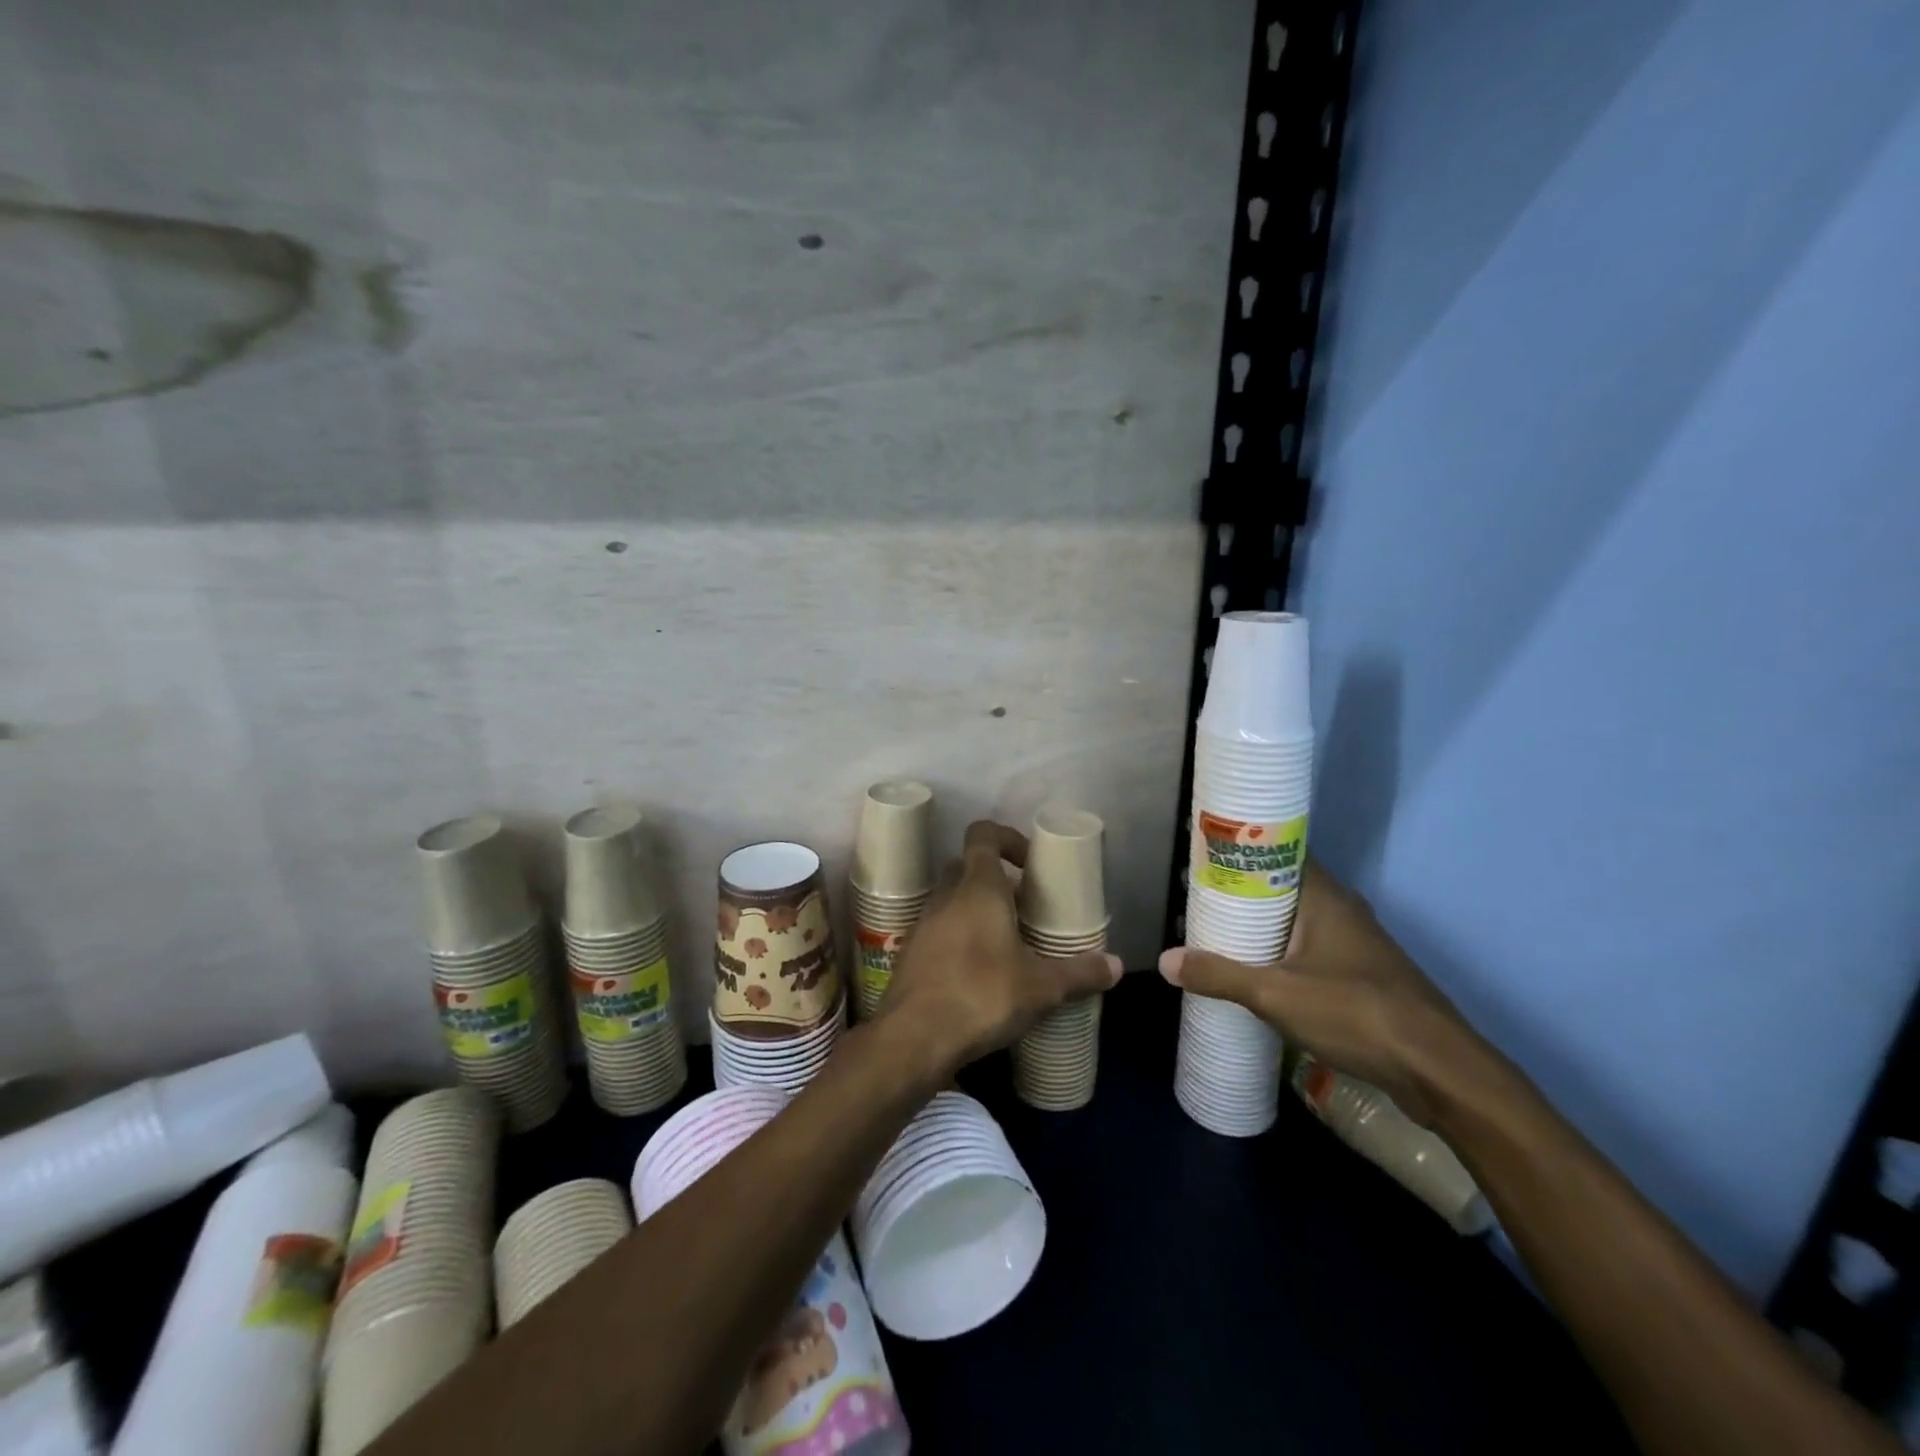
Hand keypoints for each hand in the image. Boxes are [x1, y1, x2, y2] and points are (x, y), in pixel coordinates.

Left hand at [877, 820, 1121, 1073]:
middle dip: (996, 880)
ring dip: (976, 910)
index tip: (1030, 863)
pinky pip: (938, 930)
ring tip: (1006, 942)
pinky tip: (979, 972)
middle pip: (967, 867)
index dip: (1007, 838)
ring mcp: (923, 923)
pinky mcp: (910, 952)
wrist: (914, 1037)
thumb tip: (1116, 966)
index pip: (983, 834)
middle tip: (1024, 908)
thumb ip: (1080, 973)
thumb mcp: (1042, 987)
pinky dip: (958, 938)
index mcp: (978, 887)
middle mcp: (946, 895)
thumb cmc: (982, 994)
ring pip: (951, 899)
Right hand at [1160, 860, 1484, 1124]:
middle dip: (1242, 892)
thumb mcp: (1276, 995)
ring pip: (1298, 921)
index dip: (1242, 850)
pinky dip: (1282, 952)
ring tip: (1217, 931)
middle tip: (1198, 897)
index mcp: (1325, 897)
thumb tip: (1165, 961)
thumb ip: (1220, 975)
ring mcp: (1356, 945)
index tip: (1204, 855)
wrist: (1440, 1071)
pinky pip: (1311, 949)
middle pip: (1283, 887)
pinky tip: (1258, 971)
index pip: (1279, 852)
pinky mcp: (1363, 977)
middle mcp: (1342, 911)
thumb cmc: (1356, 1013)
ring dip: (1263, 925)